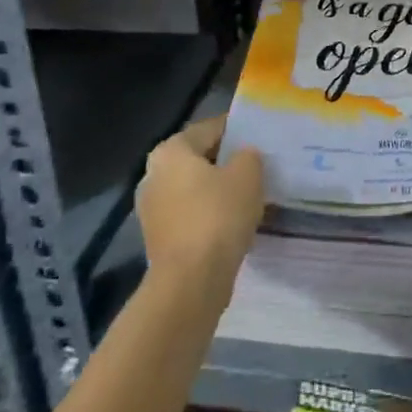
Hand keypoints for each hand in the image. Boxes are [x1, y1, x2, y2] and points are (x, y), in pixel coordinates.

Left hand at [137, 118, 264, 296]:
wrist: (191, 282)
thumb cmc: (218, 216)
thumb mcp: (248, 174)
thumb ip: (248, 156)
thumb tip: (243, 157)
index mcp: (170, 150)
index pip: (209, 128)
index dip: (237, 129)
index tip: (259, 136)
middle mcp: (153, 174)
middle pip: (199, 159)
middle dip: (226, 162)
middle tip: (257, 165)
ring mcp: (152, 210)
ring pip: (194, 189)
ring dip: (218, 191)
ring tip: (250, 195)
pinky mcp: (159, 239)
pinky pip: (191, 215)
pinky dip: (210, 215)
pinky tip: (234, 222)